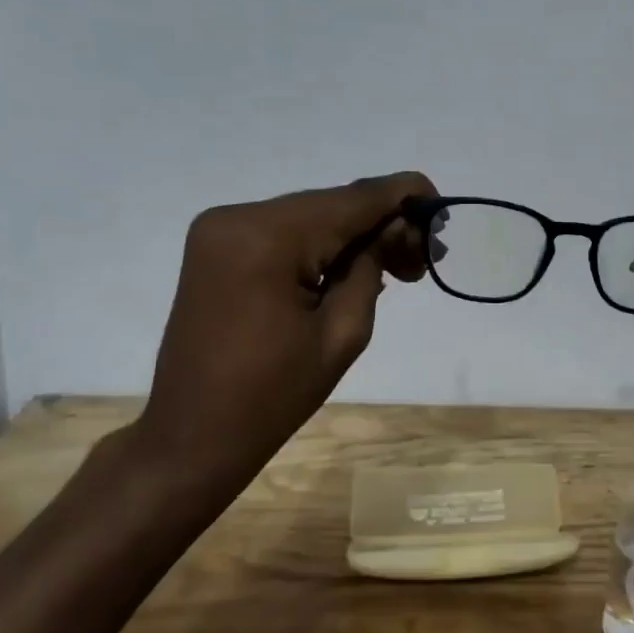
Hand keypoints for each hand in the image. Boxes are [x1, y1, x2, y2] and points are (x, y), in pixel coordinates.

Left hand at [126, 172, 435, 510]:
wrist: (192, 436)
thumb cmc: (273, 396)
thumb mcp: (344, 331)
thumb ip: (373, 264)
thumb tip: (396, 225)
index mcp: (267, 237)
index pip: (353, 198)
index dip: (404, 195)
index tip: (441, 209)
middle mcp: (238, 216)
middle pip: (333, 204)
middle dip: (383, 224)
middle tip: (420, 263)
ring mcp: (221, 229)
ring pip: (312, 216)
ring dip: (354, 236)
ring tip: (395, 271)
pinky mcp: (217, 246)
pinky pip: (286, 232)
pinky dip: (323, 245)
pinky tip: (351, 270)